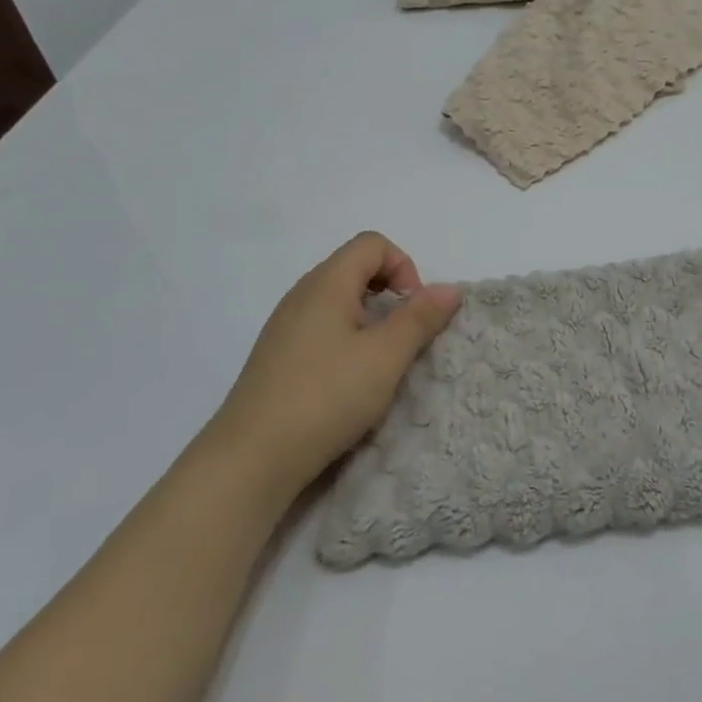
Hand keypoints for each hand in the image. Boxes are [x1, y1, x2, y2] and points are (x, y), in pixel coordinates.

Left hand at [209, 232, 460, 495]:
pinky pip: (321, 329)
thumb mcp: (385, 357)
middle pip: (354, 268)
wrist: (252, 457)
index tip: (413, 312)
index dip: (404, 267)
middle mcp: (301, 294)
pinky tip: (347, 382)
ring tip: (378, 364)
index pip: (372, 244)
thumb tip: (450, 288)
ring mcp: (284, 326)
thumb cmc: (326, 397)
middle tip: (402, 339)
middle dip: (389, 295)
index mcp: (326, 283)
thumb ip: (420, 318)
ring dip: (369, 321)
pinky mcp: (277, 356)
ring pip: (338, 301)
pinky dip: (346, 341)